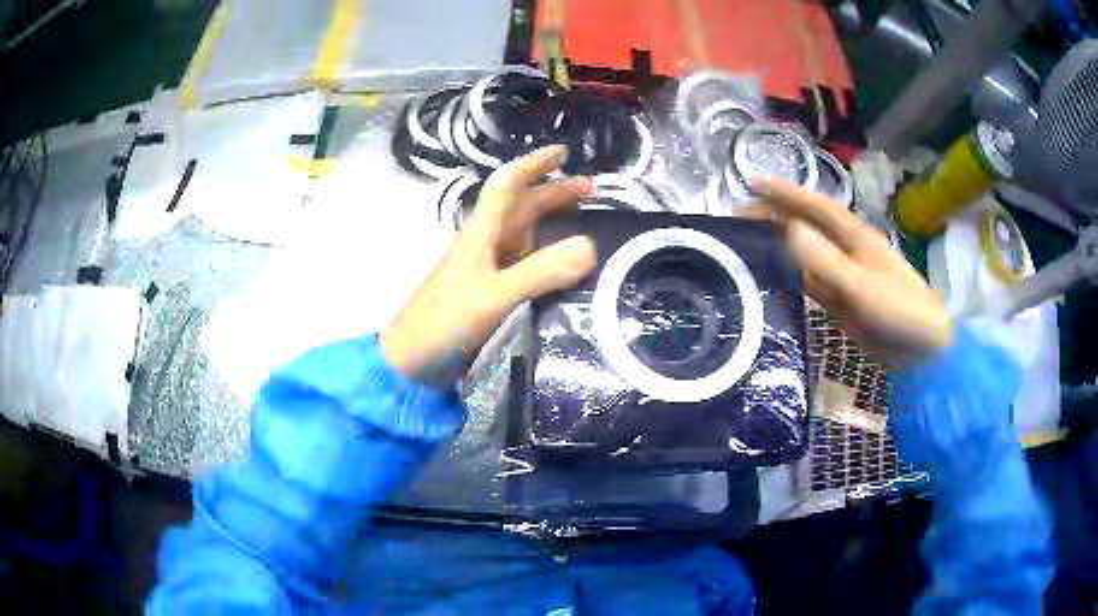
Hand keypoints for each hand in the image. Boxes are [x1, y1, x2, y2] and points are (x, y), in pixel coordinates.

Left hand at [381, 145, 596, 386]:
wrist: (411, 359)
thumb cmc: (445, 320)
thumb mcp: (494, 295)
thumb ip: (540, 272)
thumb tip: (591, 246)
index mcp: (481, 233)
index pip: (508, 186)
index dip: (533, 165)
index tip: (562, 153)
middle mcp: (484, 243)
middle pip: (521, 207)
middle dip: (553, 192)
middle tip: (591, 190)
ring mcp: (485, 268)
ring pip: (522, 233)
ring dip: (550, 220)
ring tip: (582, 217)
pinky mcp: (487, 290)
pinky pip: (521, 261)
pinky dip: (543, 254)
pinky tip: (559, 262)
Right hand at [753, 178, 950, 368]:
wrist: (923, 349)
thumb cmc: (900, 311)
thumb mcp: (861, 286)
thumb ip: (825, 261)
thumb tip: (788, 230)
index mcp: (855, 238)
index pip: (816, 207)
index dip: (786, 193)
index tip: (753, 183)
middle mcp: (848, 251)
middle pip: (808, 225)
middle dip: (777, 214)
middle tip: (740, 213)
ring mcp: (846, 277)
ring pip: (807, 253)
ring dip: (781, 243)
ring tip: (750, 238)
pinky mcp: (844, 301)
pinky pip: (812, 282)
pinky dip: (792, 274)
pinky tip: (776, 275)